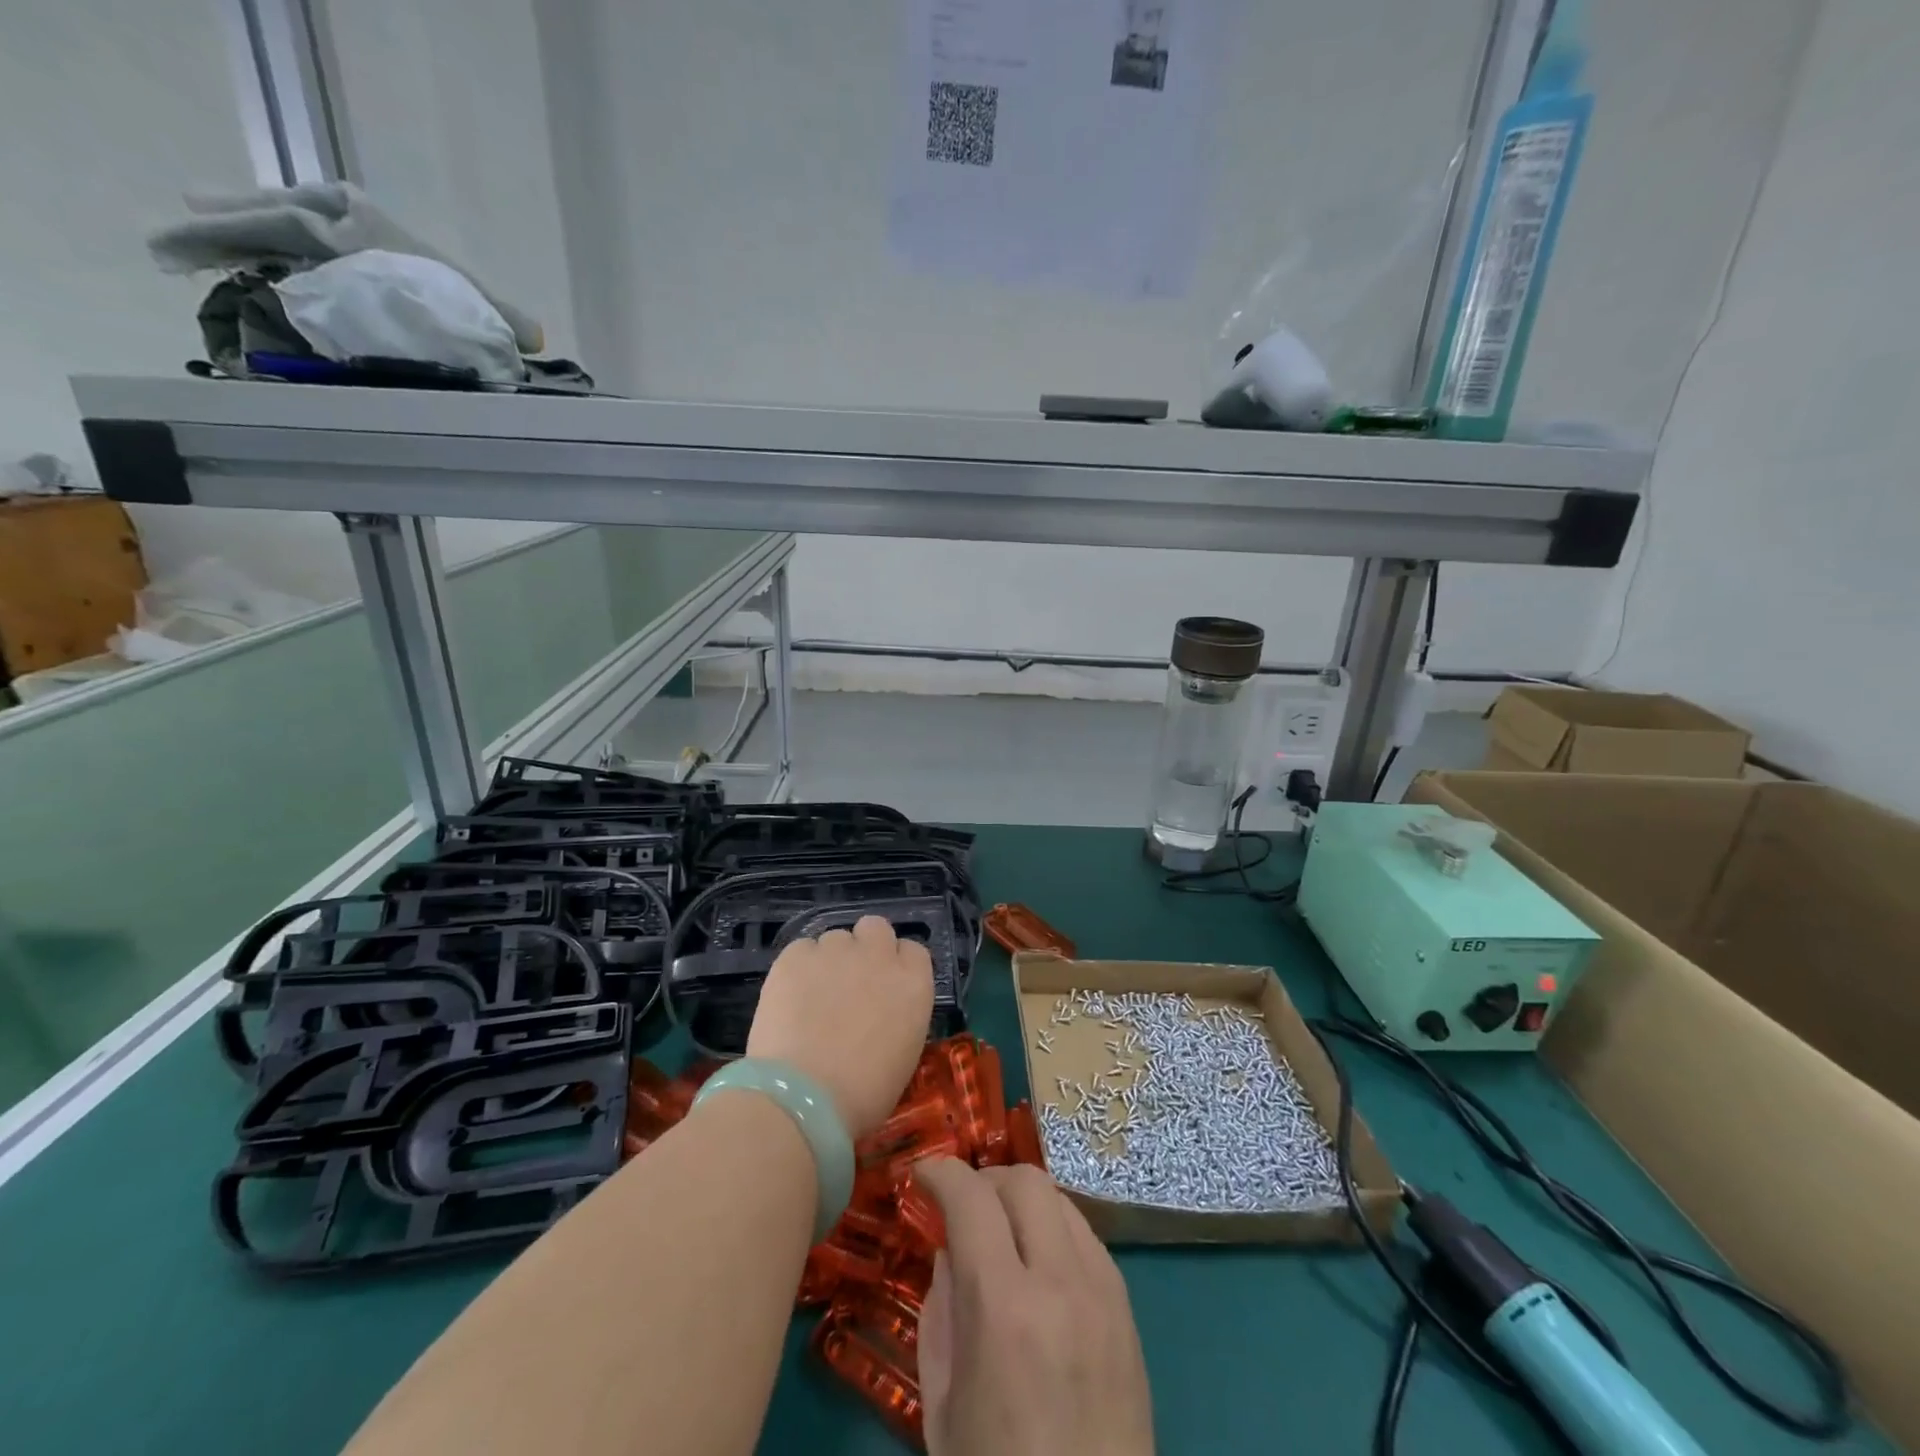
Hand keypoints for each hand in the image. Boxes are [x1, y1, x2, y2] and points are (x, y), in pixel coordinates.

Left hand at [745, 915, 933, 1138]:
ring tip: (813, 996)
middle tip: (851, 981)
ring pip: (836, 938)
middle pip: (876, 928)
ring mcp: (836, 951)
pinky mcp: (796, 956)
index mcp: (913, 984)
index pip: (913, 952)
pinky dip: (798, 968)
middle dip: (866, 947)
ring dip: (830, 960)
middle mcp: (879, 956)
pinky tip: (790, 998)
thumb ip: (898, 1018)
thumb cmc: (863, 1094)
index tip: (885, 987)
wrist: (804, 1098)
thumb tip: (881, 1013)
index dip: (898, 965)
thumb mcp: (903, 1056)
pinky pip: (802, 949)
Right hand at [913, 1160, 1152, 1455]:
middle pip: (1026, 1180)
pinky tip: (1040, 1266)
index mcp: (1005, 1309)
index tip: (923, 1175)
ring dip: (1023, 1202)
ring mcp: (1103, 1293)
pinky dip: (1055, 1231)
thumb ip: (942, 1310)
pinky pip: (1087, 1238)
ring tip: (1001, 1232)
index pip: (972, 1198)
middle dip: (986, 1180)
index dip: (942, 1173)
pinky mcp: (1128, 1310)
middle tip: (962, 1206)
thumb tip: (950, 1250)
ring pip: (1061, 1200)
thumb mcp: (944, 1405)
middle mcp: (1061, 1283)